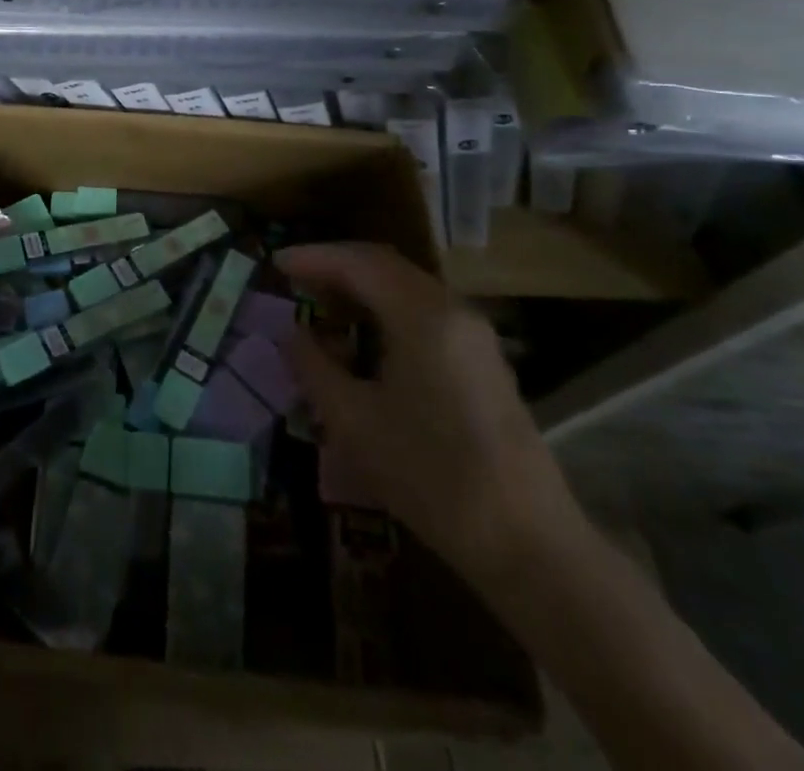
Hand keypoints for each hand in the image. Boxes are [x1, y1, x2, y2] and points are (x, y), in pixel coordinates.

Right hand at [280, 242, 581, 582]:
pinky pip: (424, 311)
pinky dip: (385, 308)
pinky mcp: (483, 362)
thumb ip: (313, 366)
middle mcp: (452, 311)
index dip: (313, 258)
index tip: (275, 263)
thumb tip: (291, 333)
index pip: (358, 263)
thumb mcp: (352, 421)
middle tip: (294, 279)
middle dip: (335, 266)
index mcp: (422, 316)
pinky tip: (363, 337)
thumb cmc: (430, 476)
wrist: (528, 545)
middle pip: (385, 266)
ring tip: (320, 304)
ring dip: (361, 287)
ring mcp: (474, 336)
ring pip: (406, 287)